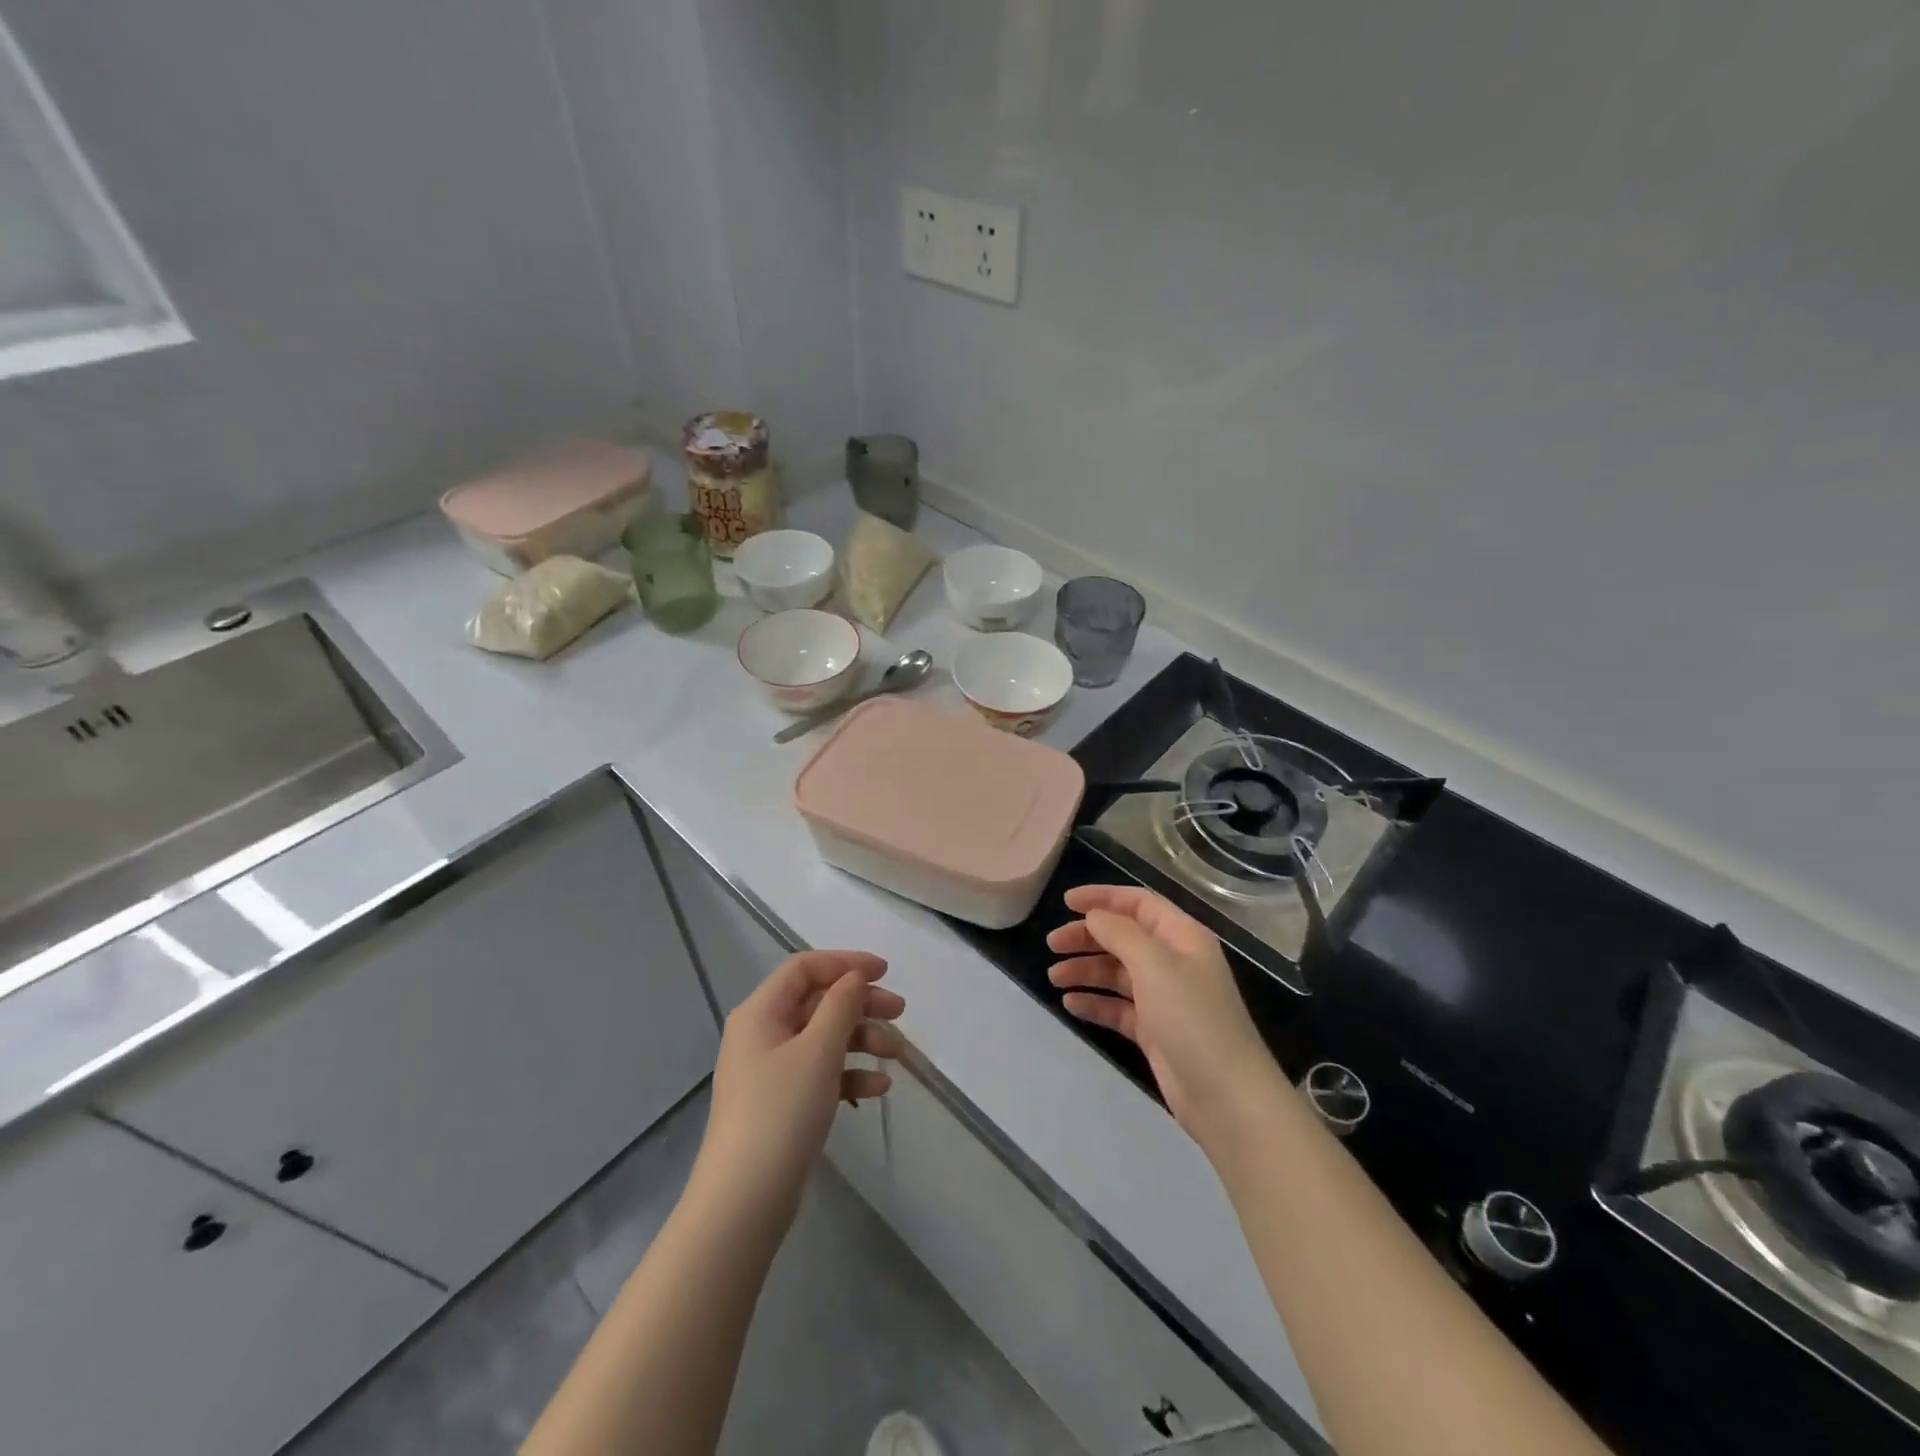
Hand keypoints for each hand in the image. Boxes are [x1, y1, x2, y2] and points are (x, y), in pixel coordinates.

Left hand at [696, 950, 904, 1218]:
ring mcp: (771, 1070)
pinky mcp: (781, 1102)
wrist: (744, 1201)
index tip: (885, 972)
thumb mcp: (818, 1050)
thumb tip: (854, 977)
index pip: (805, 967)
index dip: (846, 963)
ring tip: (896, 1055)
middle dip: (861, 1004)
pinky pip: (820, 1072)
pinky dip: (849, 1074)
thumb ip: (841, 1005)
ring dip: (862, 1040)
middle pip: (818, 1001)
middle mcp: (762, 1033)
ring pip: (823, 1038)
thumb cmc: (781, 1112)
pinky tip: (877, 1088)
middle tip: (900, 1012)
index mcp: (761, 1011)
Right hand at [1047, 885, 1279, 1141]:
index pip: (1139, 903)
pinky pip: (1118, 1007)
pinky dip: (1095, 1002)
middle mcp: (1174, 962)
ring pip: (1118, 972)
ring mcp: (1165, 998)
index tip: (1066, 902)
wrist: (1226, 1096)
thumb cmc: (1192, 1018)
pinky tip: (1070, 1004)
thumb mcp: (1155, 964)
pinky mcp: (1155, 1031)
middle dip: (1087, 937)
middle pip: (1124, 937)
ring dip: (1086, 970)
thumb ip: (1120, 933)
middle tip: (1052, 945)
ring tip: (1054, 977)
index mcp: (1182, 937)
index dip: (1103, 897)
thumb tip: (1094, 915)